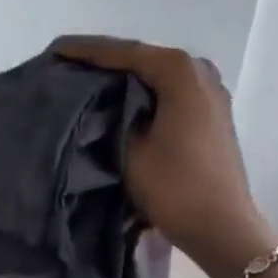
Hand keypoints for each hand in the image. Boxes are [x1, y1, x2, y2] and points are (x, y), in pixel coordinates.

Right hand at [53, 36, 273, 277]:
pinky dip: (144, 94)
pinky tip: (120, 101)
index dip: (85, 51)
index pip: (123, 53)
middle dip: (105, 62)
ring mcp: (210, 92)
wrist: (222, 228)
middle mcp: (199, 71)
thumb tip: (102, 103)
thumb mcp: (130, 149)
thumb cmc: (174, 187)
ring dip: (124, 79)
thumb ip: (111, 115)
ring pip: (156, 77)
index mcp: (179, 71)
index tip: (55, 49)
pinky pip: (169, 93)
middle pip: (142, 59)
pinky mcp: (211, 114)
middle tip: (66, 64)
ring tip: (87, 81)